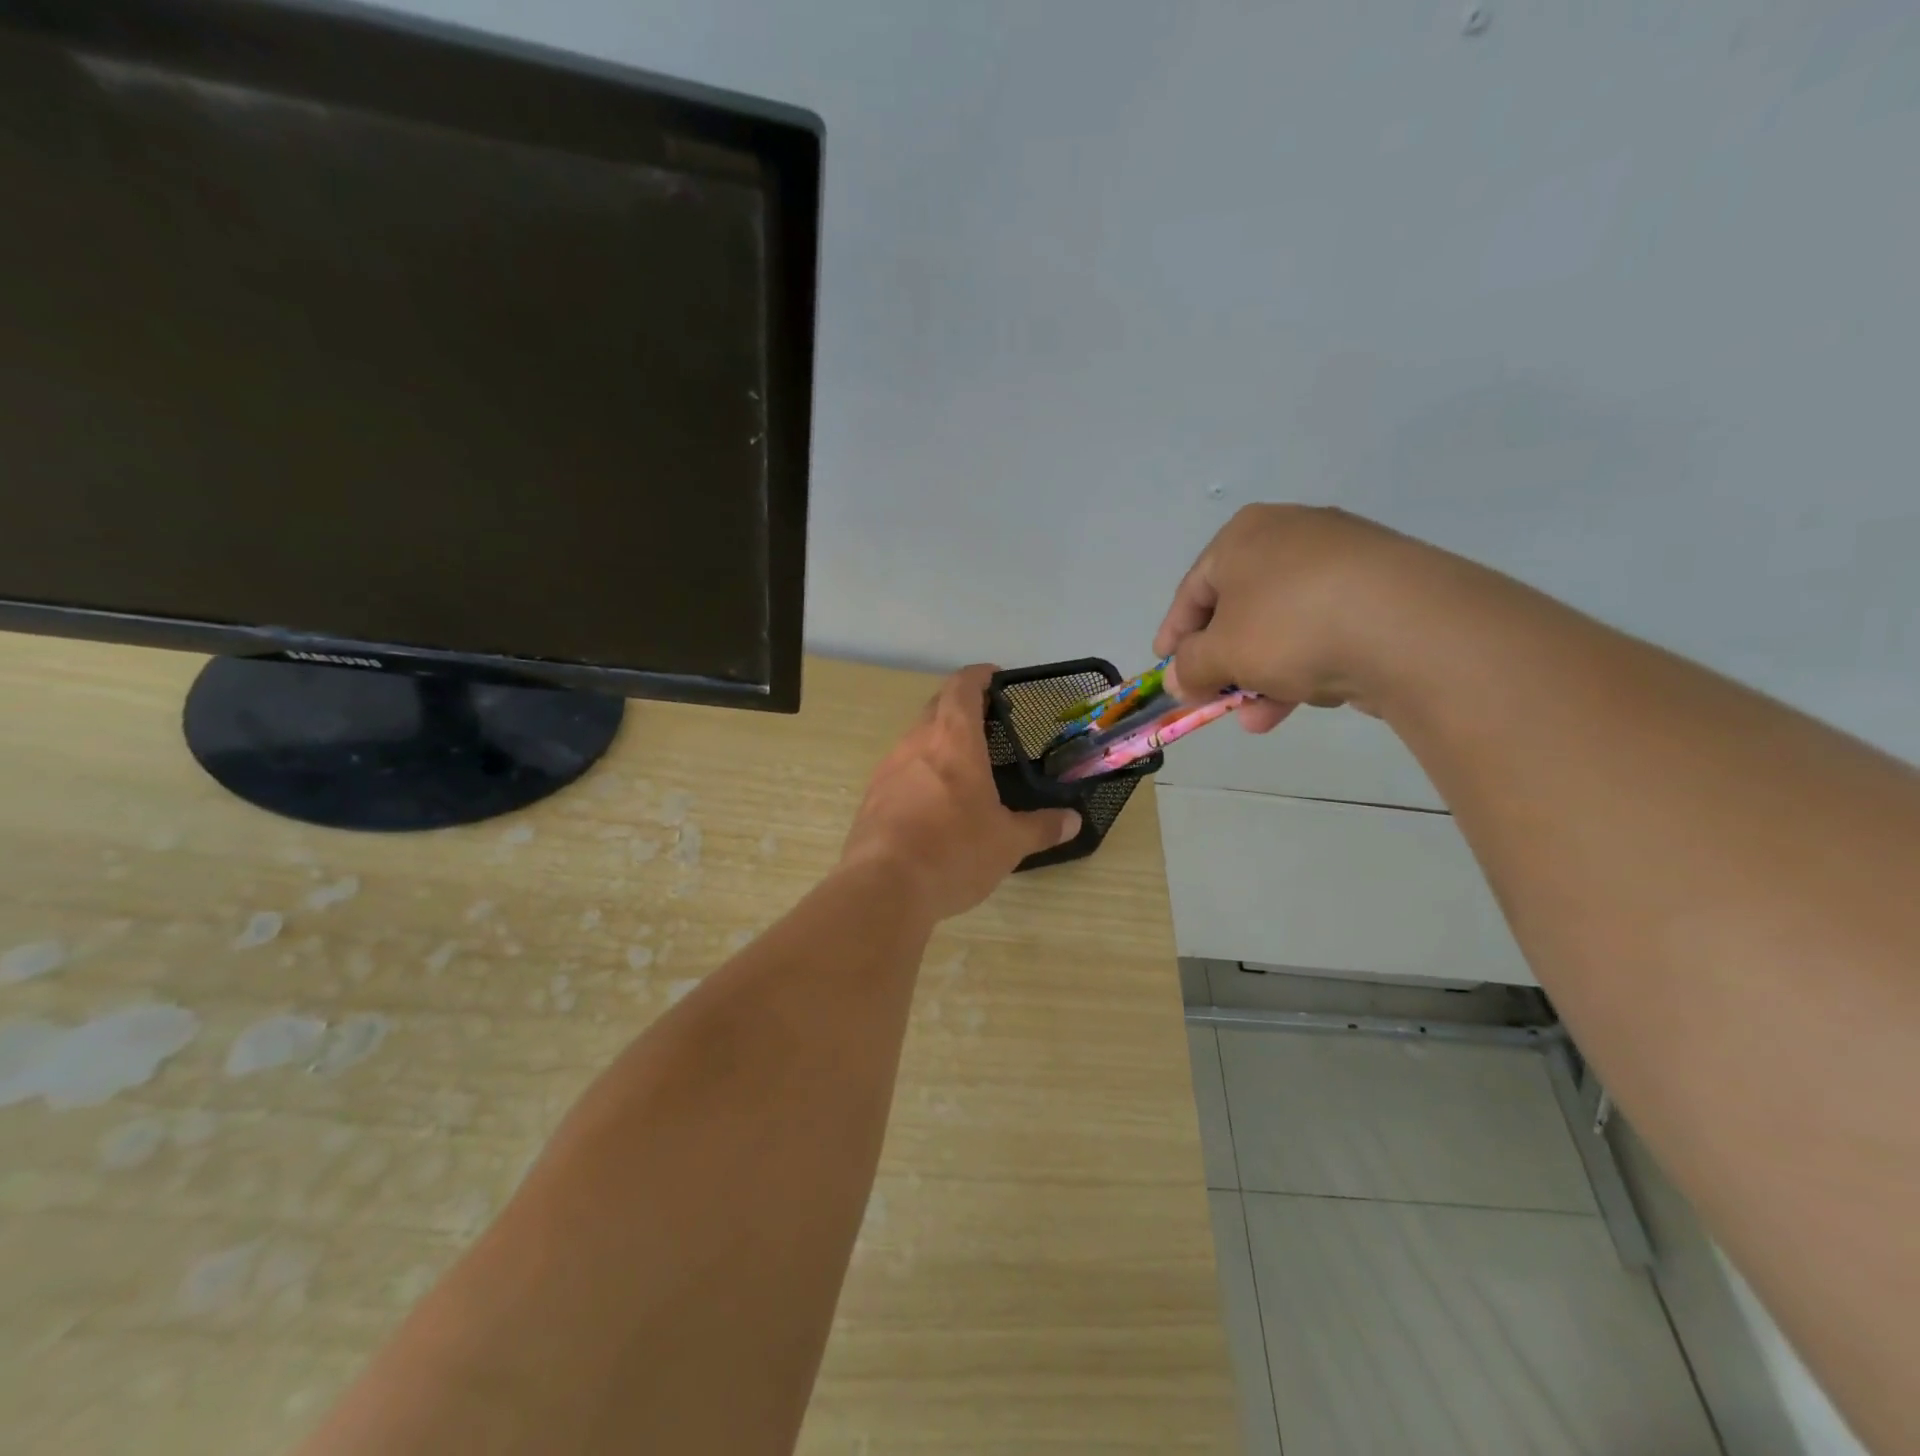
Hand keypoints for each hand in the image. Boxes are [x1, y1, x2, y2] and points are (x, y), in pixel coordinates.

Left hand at [841, 665, 1080, 920]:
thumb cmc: (954, 852)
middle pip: (936, 707)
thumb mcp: (1008, 843)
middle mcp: (916, 743)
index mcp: (953, 740)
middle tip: (988, 721)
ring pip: (916, 738)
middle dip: (961, 705)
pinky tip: (935, 802)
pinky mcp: (872, 797)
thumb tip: (1073, 822)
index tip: (996, 677)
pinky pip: (901, 770)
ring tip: (965, 764)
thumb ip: (1041, 827)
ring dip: (939, 740)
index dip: (979, 676)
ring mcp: (888, 768)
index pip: (962, 687)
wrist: (883, 887)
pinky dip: (921, 771)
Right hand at [1153, 504, 1432, 729]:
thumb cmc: (1289, 626)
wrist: (1408, 626)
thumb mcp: (1221, 653)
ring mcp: (1345, 560)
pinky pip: (1326, 629)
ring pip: (1284, 625)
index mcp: (1245, 535)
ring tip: (1257, 720)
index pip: (1194, 590)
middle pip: (1241, 609)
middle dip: (1225, 664)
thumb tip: (1178, 679)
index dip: (1174, 634)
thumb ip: (1190, 667)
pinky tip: (1308, 698)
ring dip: (1264, 675)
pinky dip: (1308, 664)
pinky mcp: (1385, 589)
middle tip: (1214, 699)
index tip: (1166, 669)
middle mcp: (1293, 535)